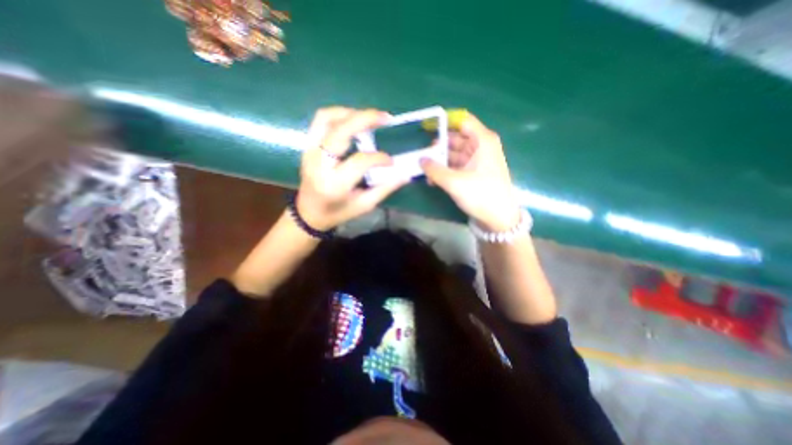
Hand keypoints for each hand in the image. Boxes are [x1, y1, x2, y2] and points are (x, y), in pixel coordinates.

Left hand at [295, 106, 407, 228]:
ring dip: (350, 112)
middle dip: (365, 119)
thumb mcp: (364, 205)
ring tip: (369, 117)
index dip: (379, 158)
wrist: (309, 213)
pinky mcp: (307, 146)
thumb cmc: (337, 212)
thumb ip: (384, 188)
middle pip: (341, 131)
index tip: (391, 162)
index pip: (360, 161)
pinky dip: (338, 115)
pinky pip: (320, 121)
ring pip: (327, 118)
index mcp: (334, 184)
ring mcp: (310, 152)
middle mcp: (319, 164)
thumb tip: (404, 174)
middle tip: (386, 118)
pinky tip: (352, 119)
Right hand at [417, 112, 524, 231]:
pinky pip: (456, 166)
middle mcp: (480, 146)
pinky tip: (432, 179)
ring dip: (439, 161)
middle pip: (455, 138)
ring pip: (453, 153)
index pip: (462, 121)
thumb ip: (435, 170)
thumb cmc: (481, 195)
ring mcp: (476, 160)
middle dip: (438, 146)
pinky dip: (445, 170)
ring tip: (423, 169)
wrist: (499, 218)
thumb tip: (420, 160)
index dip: (444, 122)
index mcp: (482, 140)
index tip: (426, 127)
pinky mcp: (473, 172)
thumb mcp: (455, 182)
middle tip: (420, 154)